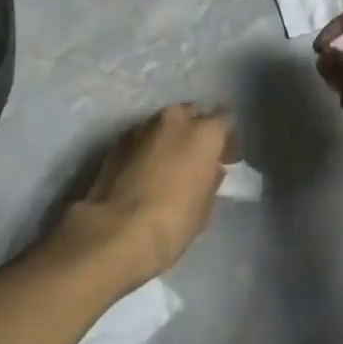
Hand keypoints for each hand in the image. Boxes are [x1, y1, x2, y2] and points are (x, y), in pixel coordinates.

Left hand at [56, 104, 232, 287]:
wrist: (116, 231)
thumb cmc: (172, 223)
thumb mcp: (204, 208)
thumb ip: (211, 179)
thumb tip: (212, 168)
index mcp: (204, 132)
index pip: (225, 118)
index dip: (226, 138)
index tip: (225, 158)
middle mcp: (176, 118)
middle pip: (193, 113)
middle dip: (197, 130)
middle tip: (196, 158)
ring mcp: (145, 125)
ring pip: (166, 122)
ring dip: (171, 137)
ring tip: (167, 164)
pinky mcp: (120, 138)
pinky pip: (143, 136)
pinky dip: (148, 146)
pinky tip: (144, 170)